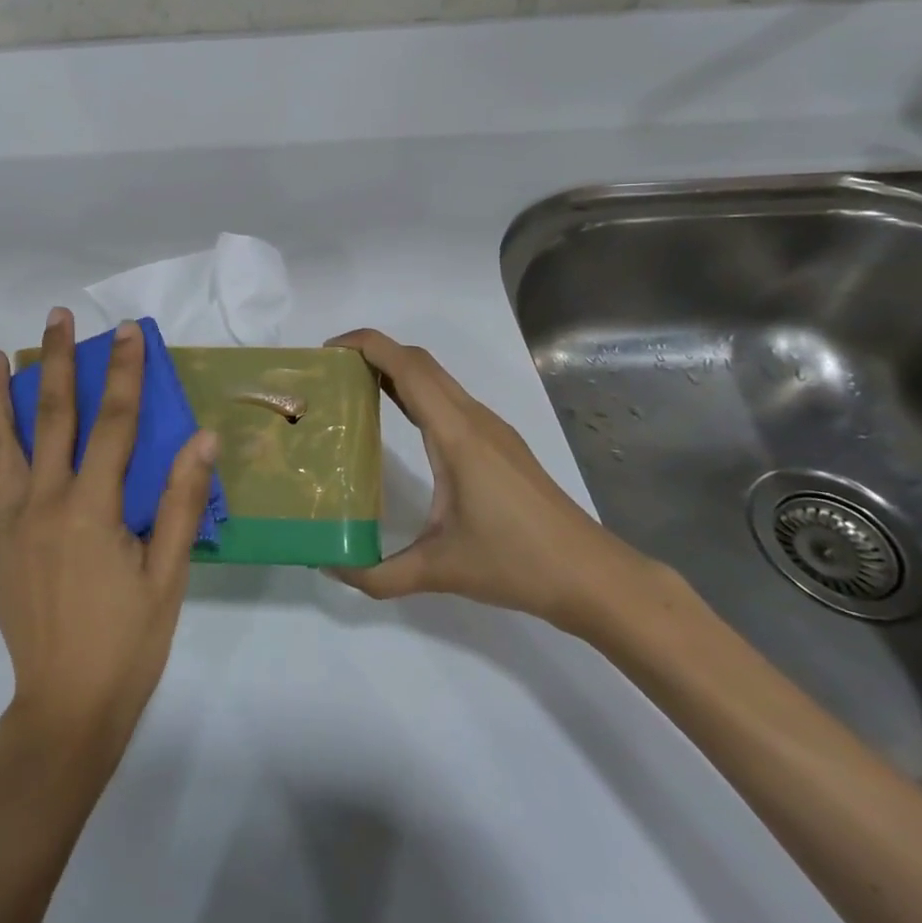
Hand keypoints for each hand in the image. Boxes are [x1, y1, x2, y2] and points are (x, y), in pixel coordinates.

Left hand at [0, 309, 219, 759]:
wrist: (66, 706)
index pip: (114, 422)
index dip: (122, 371)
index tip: (124, 330)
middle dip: (56, 361)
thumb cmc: (127, 641)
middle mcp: (45, 501)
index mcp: (93, 507)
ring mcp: (9, 520)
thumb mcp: (167, 575)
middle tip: (54, 317)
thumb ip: (179, 502)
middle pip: (51, 416)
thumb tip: (202, 438)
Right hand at [325, 329, 656, 632]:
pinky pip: (448, 399)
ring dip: (395, 370)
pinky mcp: (499, 444)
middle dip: (373, 352)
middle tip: (331, 372)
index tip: (328, 351)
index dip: (367, 345)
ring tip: (353, 390)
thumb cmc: (518, 563)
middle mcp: (473, 419)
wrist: (593, 577)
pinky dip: (415, 392)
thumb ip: (378, 575)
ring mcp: (491, 429)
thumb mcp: (440, 572)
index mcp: (456, 435)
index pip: (408, 367)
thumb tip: (328, 567)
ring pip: (436, 378)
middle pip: (420, 361)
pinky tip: (398, 421)